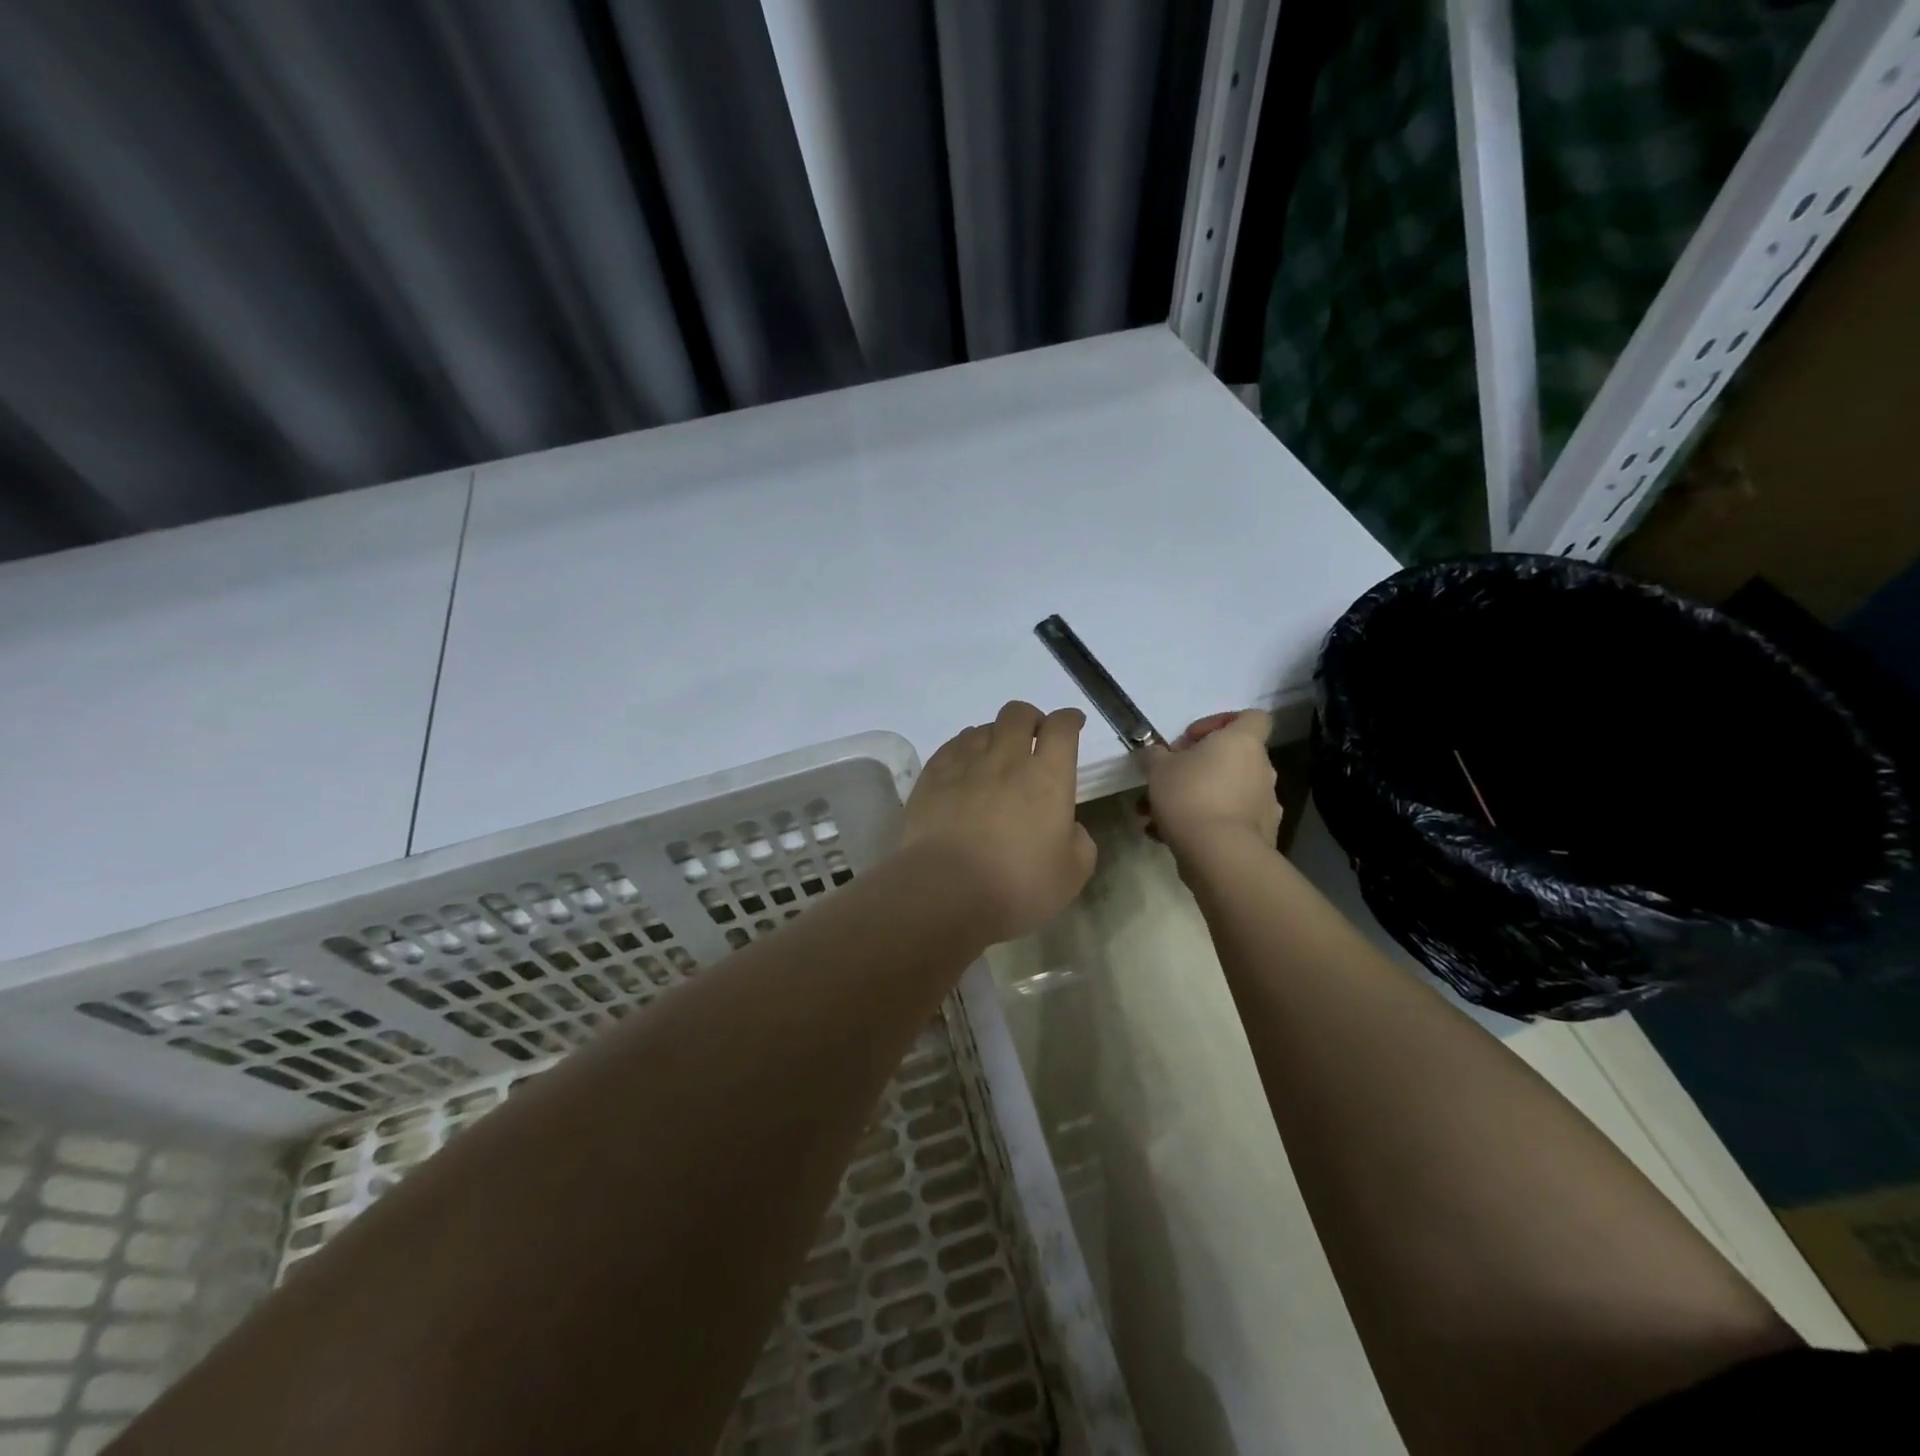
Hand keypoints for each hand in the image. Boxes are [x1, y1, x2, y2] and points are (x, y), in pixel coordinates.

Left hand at [903, 701, 1097, 943]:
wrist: (946, 891)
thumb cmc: (1017, 886)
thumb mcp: (1071, 874)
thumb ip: (1079, 841)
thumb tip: (1067, 826)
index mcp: (1047, 777)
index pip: (1061, 728)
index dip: (1069, 720)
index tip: (1072, 724)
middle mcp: (1007, 759)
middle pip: (1018, 714)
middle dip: (1030, 719)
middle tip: (1033, 738)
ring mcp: (965, 764)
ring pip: (983, 728)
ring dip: (996, 735)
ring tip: (995, 757)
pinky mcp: (933, 776)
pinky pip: (952, 746)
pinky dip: (964, 749)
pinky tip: (964, 767)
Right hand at [1143, 710, 1279, 858]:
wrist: (1220, 854)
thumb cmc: (1190, 796)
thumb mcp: (1157, 768)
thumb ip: (1154, 755)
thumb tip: (1153, 753)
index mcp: (1242, 743)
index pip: (1251, 717)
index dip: (1221, 722)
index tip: (1191, 739)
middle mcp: (1260, 769)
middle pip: (1231, 758)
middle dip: (1196, 768)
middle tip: (1167, 780)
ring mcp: (1264, 803)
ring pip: (1224, 792)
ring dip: (1193, 798)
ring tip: (1155, 816)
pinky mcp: (1260, 834)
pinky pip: (1227, 819)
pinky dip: (1202, 823)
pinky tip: (1167, 837)